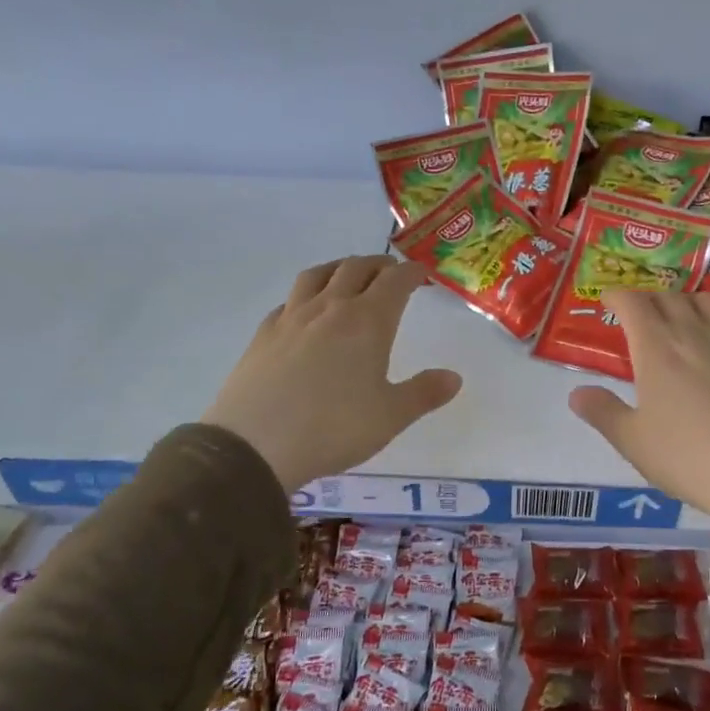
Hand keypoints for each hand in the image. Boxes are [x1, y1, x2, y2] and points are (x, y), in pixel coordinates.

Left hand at [204, 256, 461, 492]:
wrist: (255, 446)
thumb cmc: (333, 428)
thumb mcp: (390, 416)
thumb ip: (424, 393)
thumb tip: (454, 377)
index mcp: (367, 322)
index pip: (395, 282)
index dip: (411, 273)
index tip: (422, 273)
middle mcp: (330, 308)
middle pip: (356, 268)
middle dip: (378, 265)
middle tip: (391, 272)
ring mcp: (292, 318)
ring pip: (318, 275)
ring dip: (340, 268)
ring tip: (348, 275)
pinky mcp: (264, 334)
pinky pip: (290, 300)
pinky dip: (307, 294)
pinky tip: (306, 312)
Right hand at [568, 291, 709, 555]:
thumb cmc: (686, 457)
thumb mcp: (632, 441)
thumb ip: (602, 412)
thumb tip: (576, 393)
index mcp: (656, 348)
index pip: (633, 302)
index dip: (617, 295)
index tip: (608, 300)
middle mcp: (693, 334)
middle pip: (668, 296)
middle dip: (648, 297)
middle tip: (639, 313)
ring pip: (706, 302)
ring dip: (685, 301)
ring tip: (679, 319)